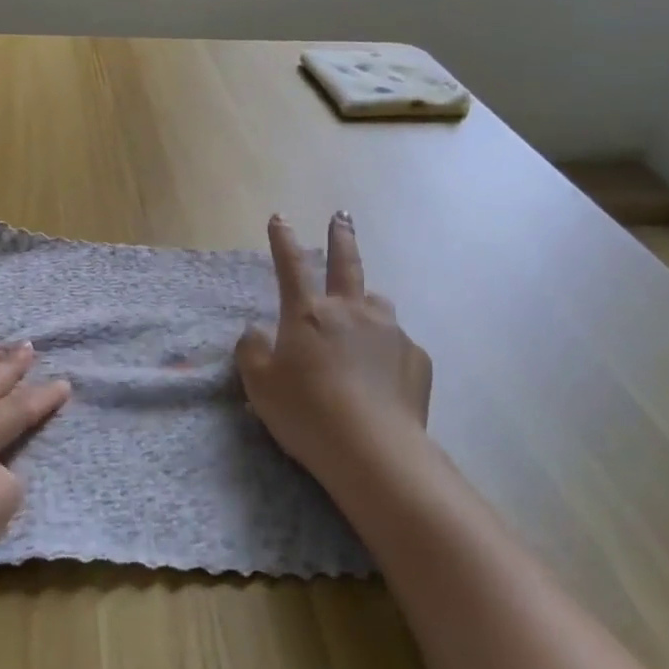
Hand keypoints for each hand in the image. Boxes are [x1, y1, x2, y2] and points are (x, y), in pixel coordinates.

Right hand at [235, 213, 434, 493]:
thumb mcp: (259, 385)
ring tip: (362, 321)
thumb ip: (251, 351)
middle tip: (342, 216)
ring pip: (378, 305)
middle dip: (341, 236)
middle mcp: (352, 311)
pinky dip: (386, 352)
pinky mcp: (417, 359)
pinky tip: (381, 377)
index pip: (291, 266)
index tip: (280, 218)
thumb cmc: (306, 413)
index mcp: (309, 314)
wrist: (374, 452)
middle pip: (347, 263)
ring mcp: (390, 332)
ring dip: (367, 304)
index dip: (283, 240)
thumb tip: (256, 331)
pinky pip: (397, 346)